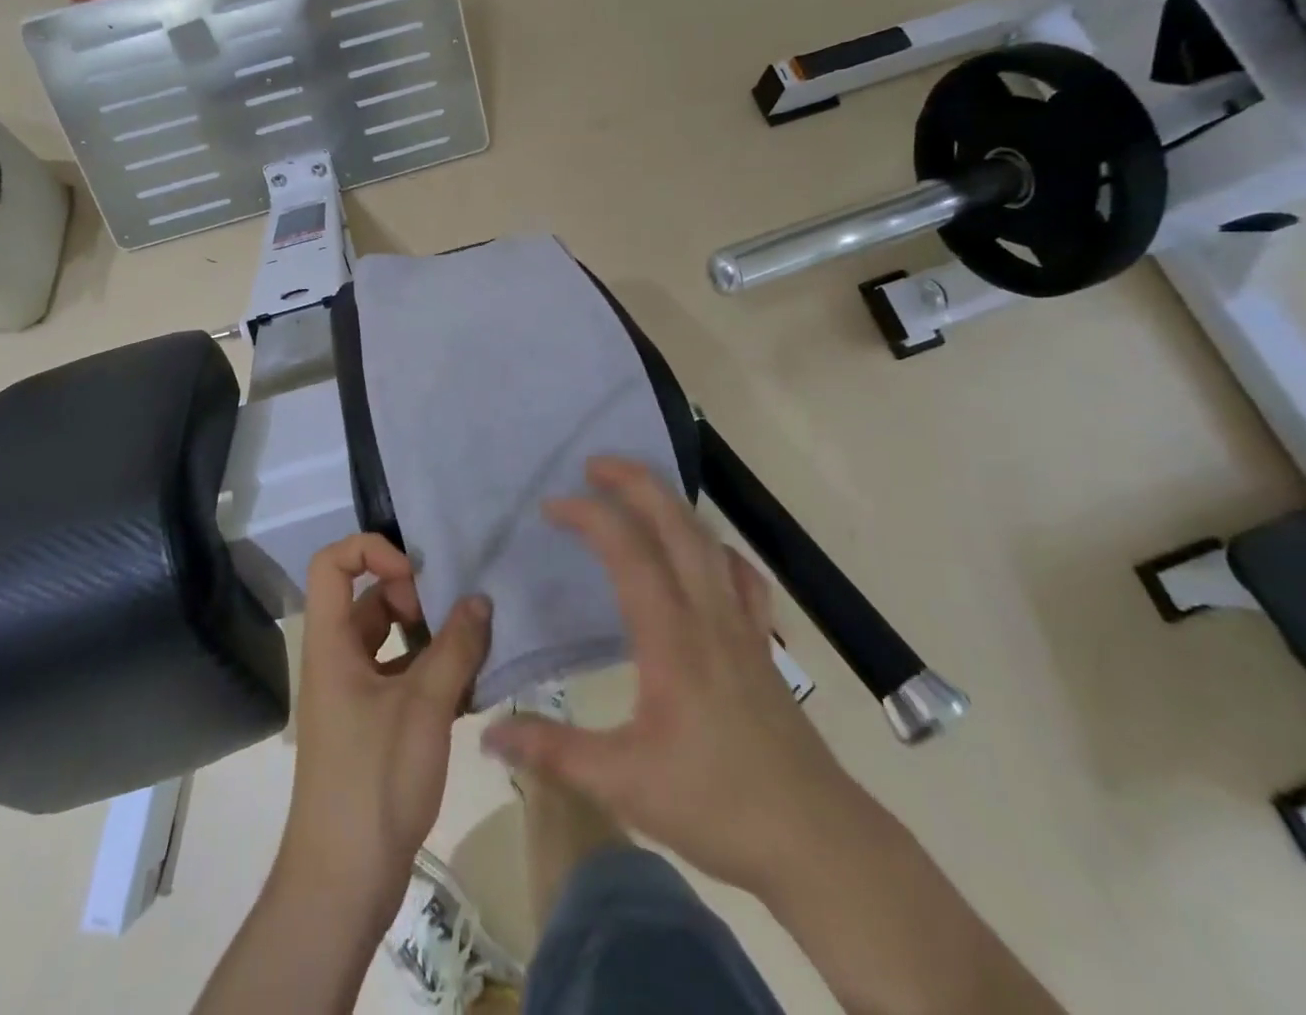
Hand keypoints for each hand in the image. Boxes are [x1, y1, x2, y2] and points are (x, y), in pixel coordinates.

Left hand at [277, 533, 491, 924]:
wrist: (343, 884)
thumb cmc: (375, 782)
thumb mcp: (423, 707)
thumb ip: (455, 647)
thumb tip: (480, 600)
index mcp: (331, 644)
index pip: (332, 564)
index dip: (372, 551)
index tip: (417, 578)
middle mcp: (337, 660)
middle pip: (369, 599)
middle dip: (415, 599)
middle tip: (456, 620)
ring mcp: (354, 695)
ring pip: (392, 640)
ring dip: (431, 639)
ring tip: (475, 652)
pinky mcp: (372, 725)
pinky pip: (402, 677)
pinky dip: (433, 673)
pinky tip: (471, 690)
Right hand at [482, 457, 859, 894]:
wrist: (818, 842)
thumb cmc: (718, 806)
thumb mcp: (623, 783)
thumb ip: (553, 752)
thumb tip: (488, 734)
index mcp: (672, 637)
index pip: (627, 552)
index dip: (589, 516)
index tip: (551, 506)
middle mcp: (709, 615)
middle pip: (675, 525)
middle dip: (635, 483)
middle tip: (595, 464)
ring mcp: (743, 627)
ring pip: (709, 543)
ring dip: (672, 506)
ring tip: (639, 493)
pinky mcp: (762, 646)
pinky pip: (742, 578)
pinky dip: (717, 550)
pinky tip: (706, 556)